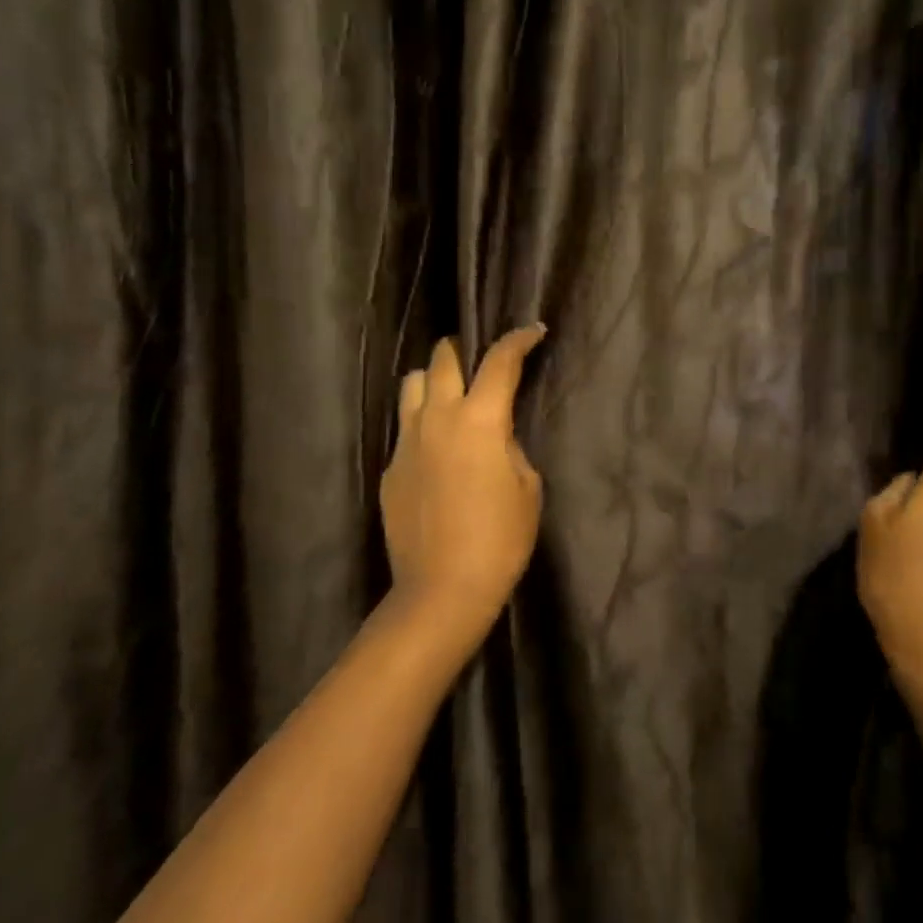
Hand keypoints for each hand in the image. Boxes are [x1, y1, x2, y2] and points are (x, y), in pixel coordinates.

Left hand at [381, 327, 548, 646]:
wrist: (442, 590)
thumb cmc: (500, 539)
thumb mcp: (527, 488)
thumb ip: (510, 448)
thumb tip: (495, 436)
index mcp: (479, 420)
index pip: (499, 362)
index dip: (518, 340)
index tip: (533, 332)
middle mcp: (437, 418)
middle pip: (442, 359)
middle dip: (463, 350)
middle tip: (481, 364)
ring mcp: (407, 442)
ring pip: (412, 385)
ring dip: (433, 381)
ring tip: (451, 398)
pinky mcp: (390, 468)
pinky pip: (405, 428)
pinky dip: (423, 425)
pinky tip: (437, 452)